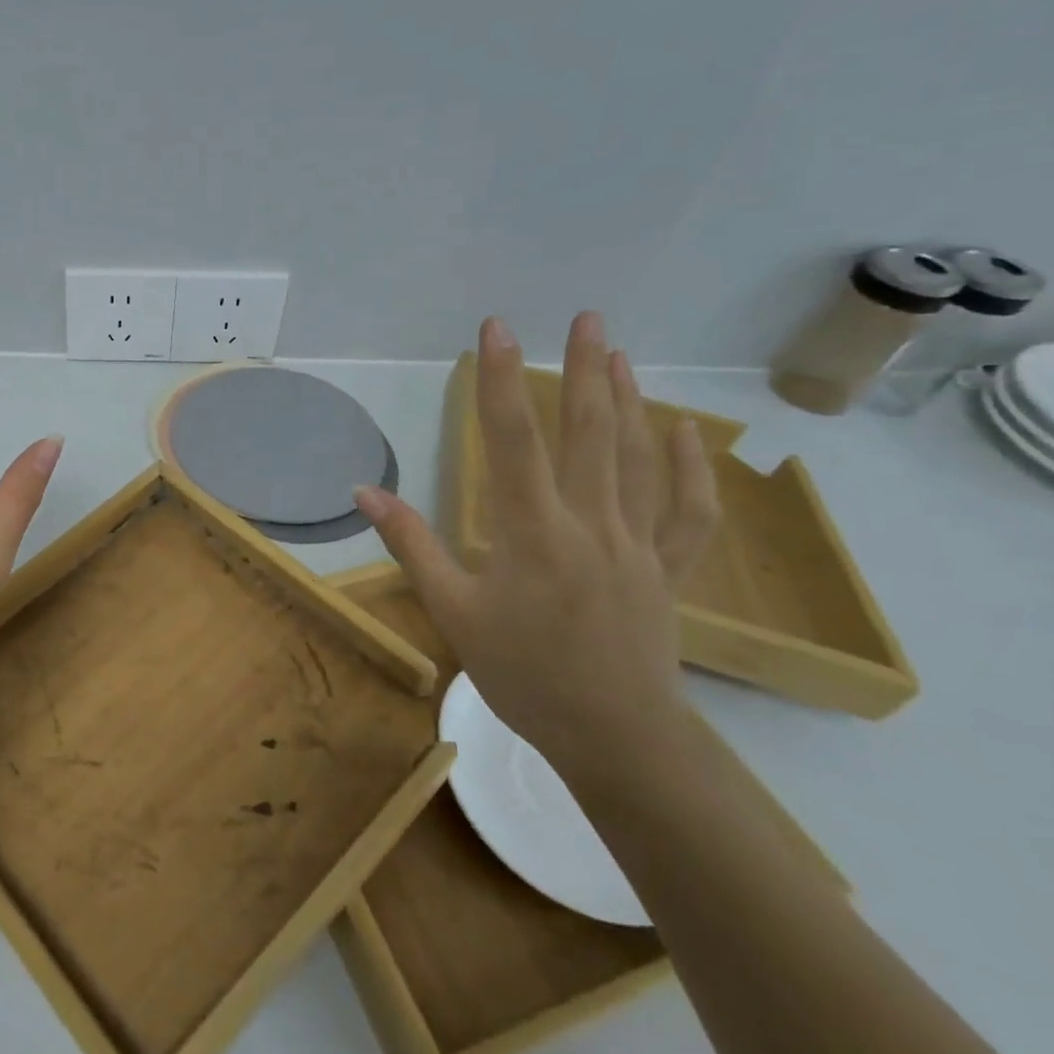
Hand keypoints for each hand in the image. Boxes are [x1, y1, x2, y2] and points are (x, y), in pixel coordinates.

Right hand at [355, 312, 719, 778]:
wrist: (613, 736)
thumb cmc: (522, 674)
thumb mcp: (453, 611)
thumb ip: (411, 545)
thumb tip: (365, 491)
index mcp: (532, 533)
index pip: (512, 441)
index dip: (501, 381)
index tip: (497, 330)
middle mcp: (591, 525)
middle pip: (589, 434)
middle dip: (583, 370)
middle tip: (585, 317)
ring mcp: (638, 545)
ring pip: (637, 461)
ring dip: (628, 401)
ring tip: (618, 353)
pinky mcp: (668, 569)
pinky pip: (687, 512)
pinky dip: (689, 469)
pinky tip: (683, 433)